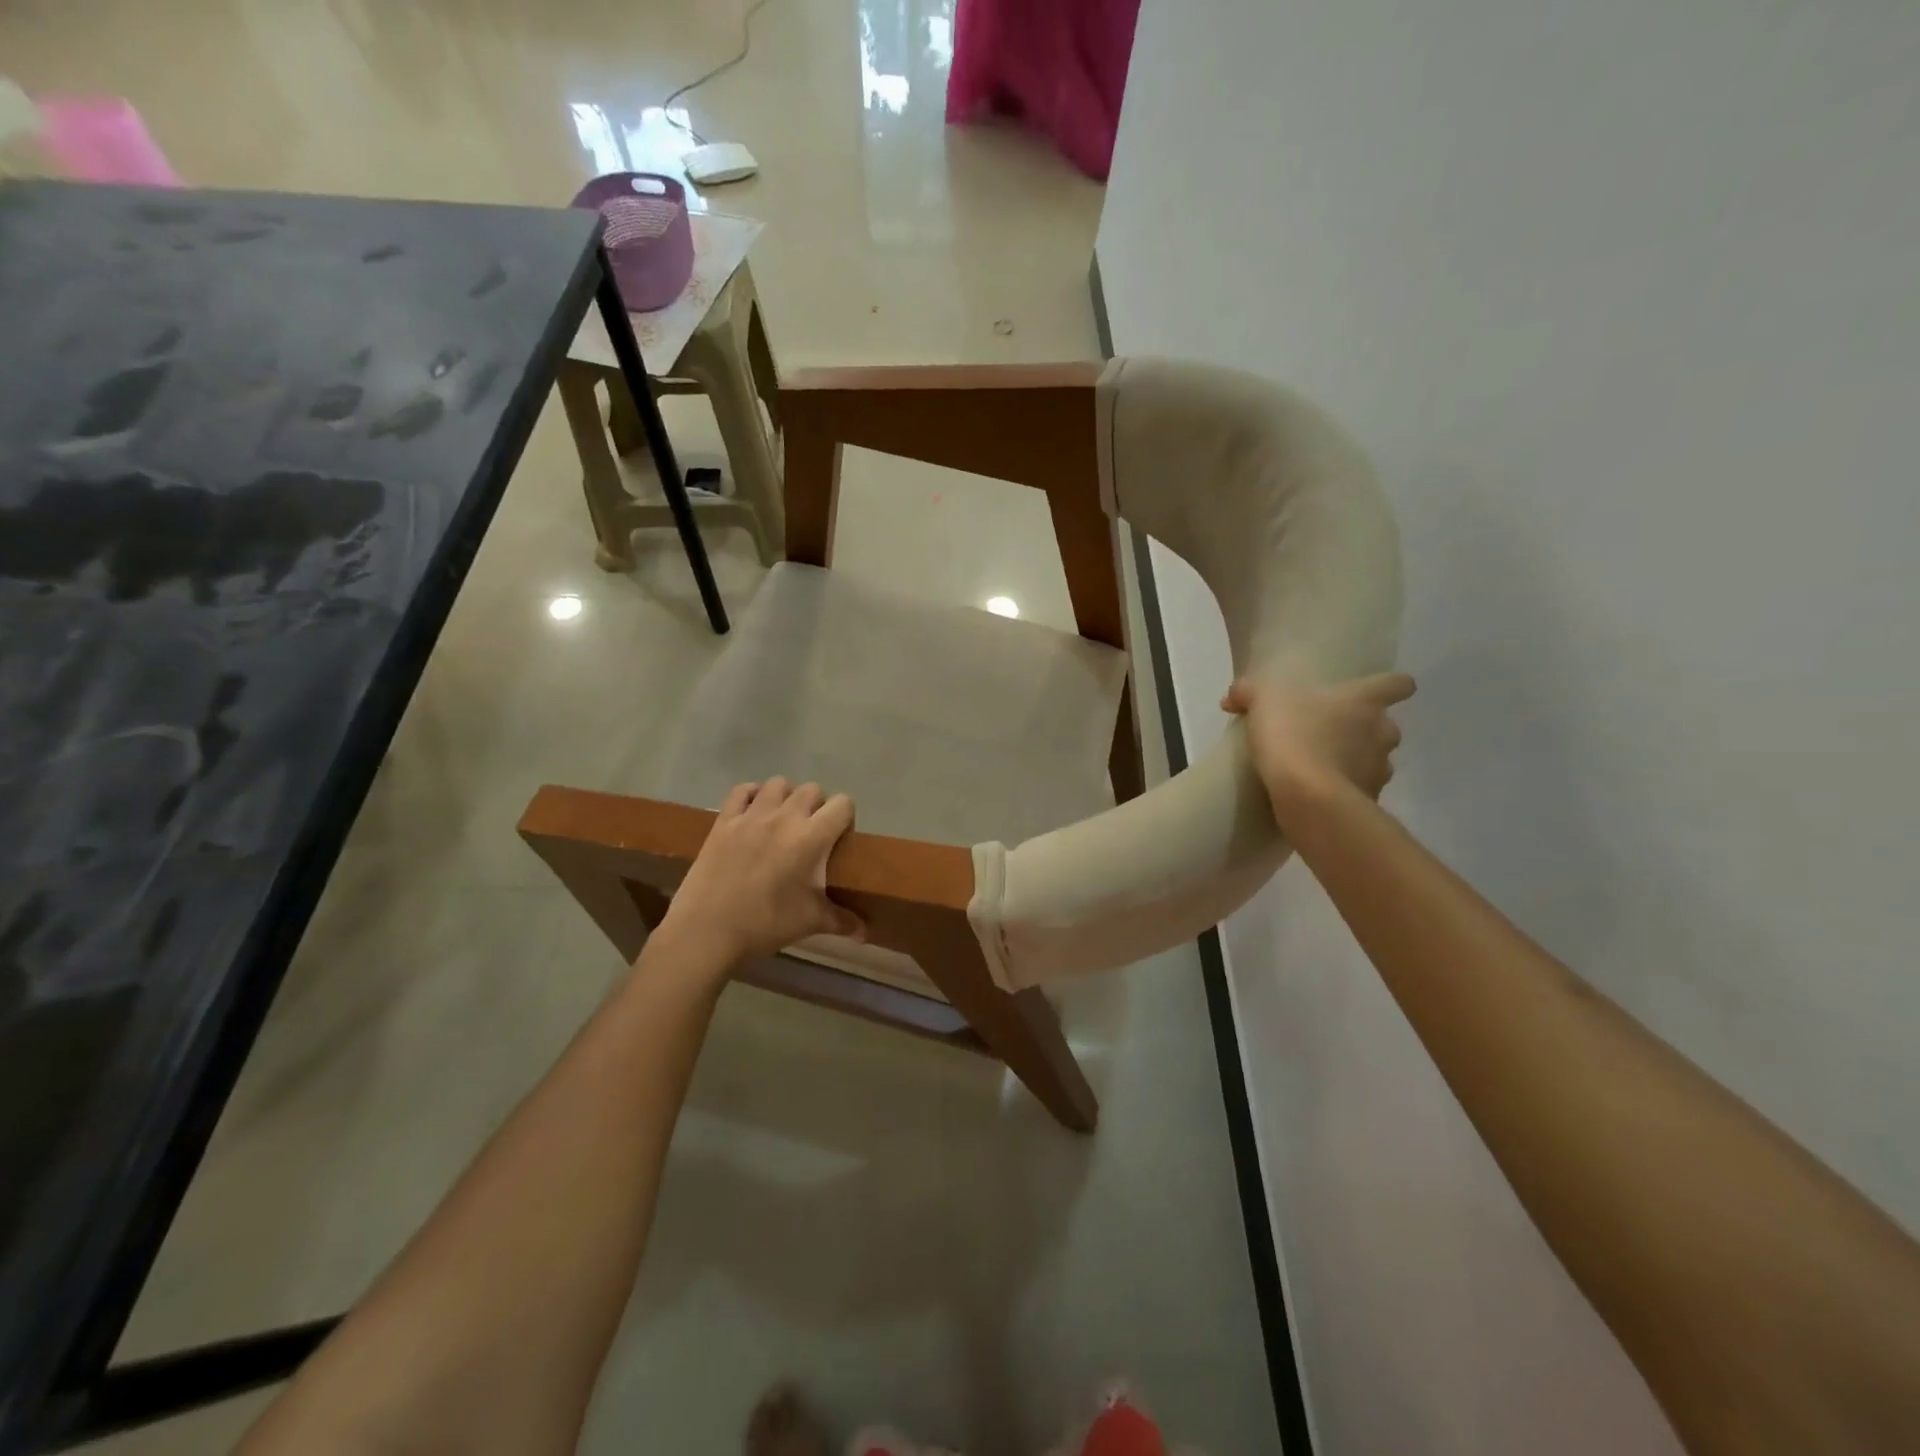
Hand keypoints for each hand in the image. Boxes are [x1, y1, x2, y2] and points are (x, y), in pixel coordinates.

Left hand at [656, 778, 864, 968]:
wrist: (708, 931)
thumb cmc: (766, 924)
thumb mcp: (810, 922)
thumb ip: (841, 920)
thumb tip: (864, 933)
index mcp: (811, 837)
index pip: (843, 804)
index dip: (846, 818)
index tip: (839, 839)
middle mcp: (784, 817)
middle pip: (812, 790)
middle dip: (817, 806)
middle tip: (811, 833)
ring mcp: (751, 815)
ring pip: (778, 784)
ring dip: (786, 797)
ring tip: (783, 820)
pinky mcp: (724, 821)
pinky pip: (741, 790)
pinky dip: (751, 795)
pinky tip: (753, 812)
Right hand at [1221, 672, 1415, 822]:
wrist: (1307, 796)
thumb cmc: (1293, 735)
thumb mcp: (1262, 701)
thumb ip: (1248, 692)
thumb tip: (1234, 695)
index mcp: (1364, 701)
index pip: (1398, 684)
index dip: (1391, 685)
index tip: (1376, 692)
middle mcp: (1383, 731)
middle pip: (1385, 726)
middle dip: (1363, 730)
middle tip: (1328, 734)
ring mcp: (1380, 769)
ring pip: (1375, 760)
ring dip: (1354, 761)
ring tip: (1321, 767)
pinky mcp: (1369, 800)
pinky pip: (1359, 790)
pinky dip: (1343, 790)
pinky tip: (1317, 793)